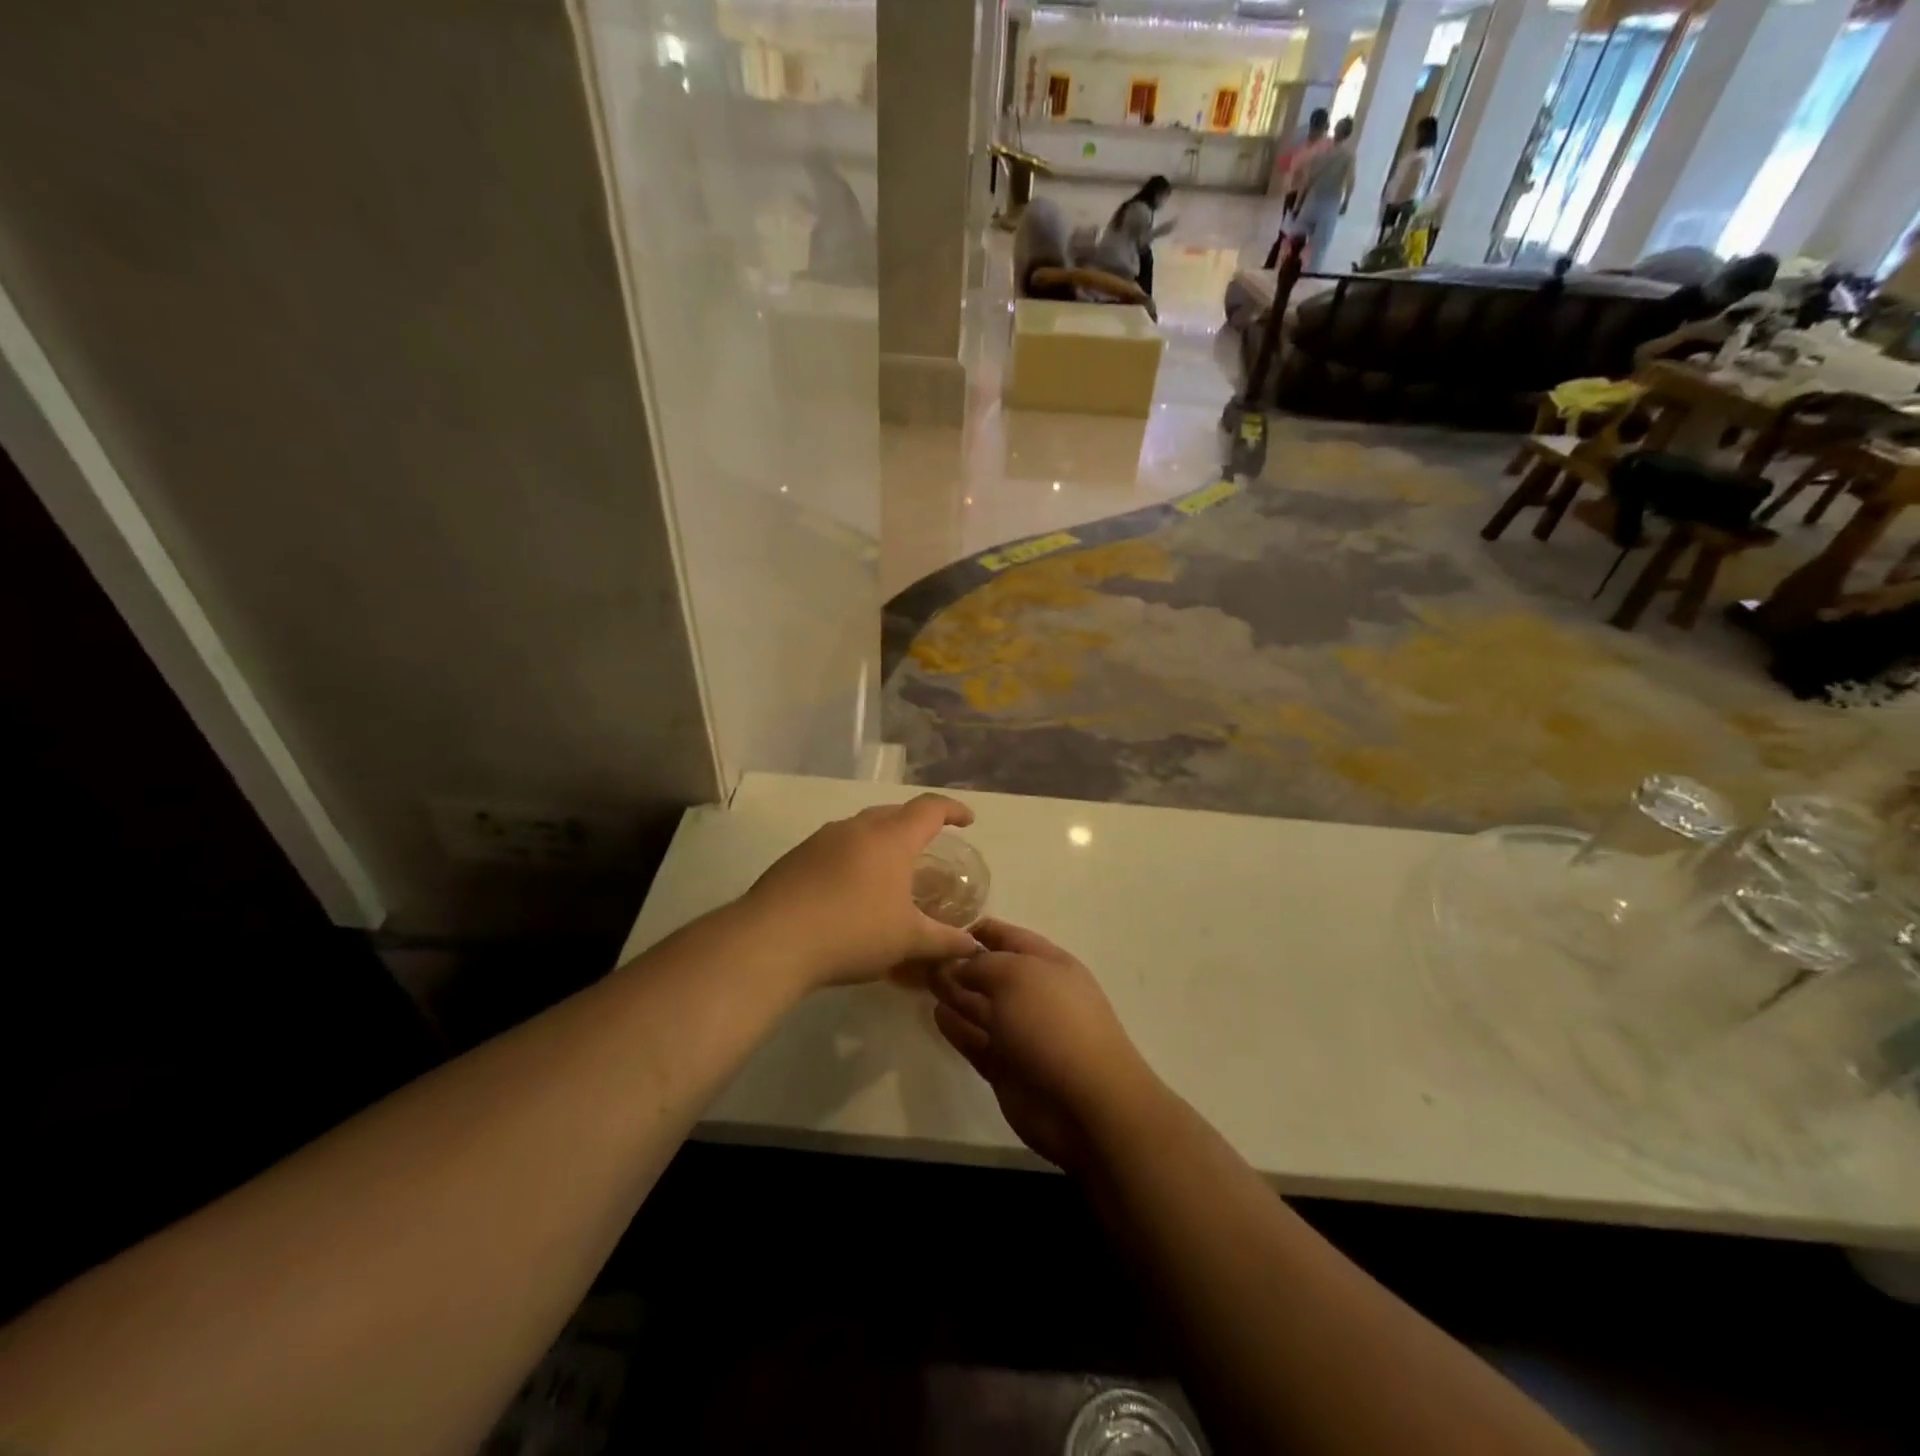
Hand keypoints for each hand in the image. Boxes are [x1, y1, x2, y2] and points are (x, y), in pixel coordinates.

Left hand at [743, 794, 982, 989]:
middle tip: (927, 847)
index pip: (930, 809)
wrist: (772, 940)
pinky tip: (848, 890)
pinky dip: (852, 858)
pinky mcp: (795, 858)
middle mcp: (856, 828)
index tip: (967, 821)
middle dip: (915, 825)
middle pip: (893, 813)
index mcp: (891, 838)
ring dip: (880, 841)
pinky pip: (835, 847)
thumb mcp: (907, 941)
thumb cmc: (853, 932)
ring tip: (888, 870)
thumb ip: (944, 941)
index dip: (952, 810)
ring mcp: (821, 840)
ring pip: (860, 829)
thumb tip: (973, 945)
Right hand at [929, 920, 1162, 1172]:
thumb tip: (957, 964)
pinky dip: (957, 1028)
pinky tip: (937, 1014)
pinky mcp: (1006, 1068)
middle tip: (921, 958)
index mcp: (1047, 964)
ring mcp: (1020, 1033)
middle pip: (991, 972)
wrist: (1085, 1102)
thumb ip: (981, 965)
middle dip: (959, 964)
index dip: (976, 931)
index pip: (1007, 937)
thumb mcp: (1015, 976)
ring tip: (922, 982)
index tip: (940, 929)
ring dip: (955, 994)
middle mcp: (1034, 994)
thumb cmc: (1052, 1023)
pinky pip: (977, 1040)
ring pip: (981, 1007)